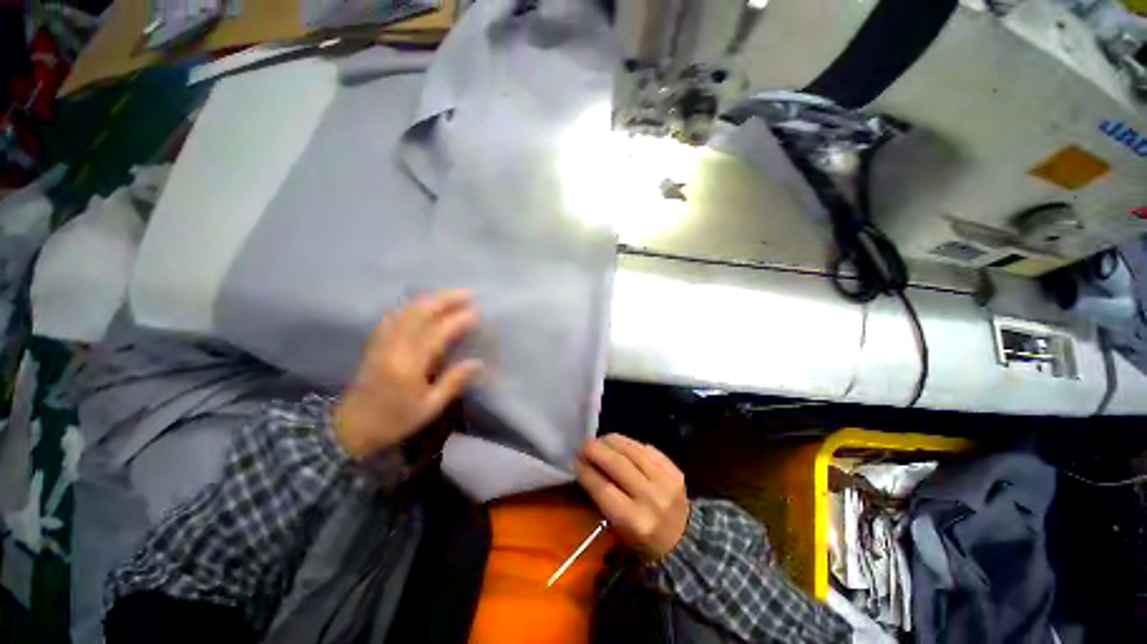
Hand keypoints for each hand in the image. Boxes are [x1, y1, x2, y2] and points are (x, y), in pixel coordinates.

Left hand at [334, 291, 481, 459]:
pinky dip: (412, 305)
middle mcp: (394, 347)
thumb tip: (478, 362)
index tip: (477, 313)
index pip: (437, 333)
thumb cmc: (394, 420)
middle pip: (419, 312)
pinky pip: (394, 315)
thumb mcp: (429, 408)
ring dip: (431, 298)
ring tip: (452, 295)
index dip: (458, 320)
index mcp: (409, 365)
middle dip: (445, 299)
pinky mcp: (375, 342)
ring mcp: (381, 341)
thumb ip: (453, 382)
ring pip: (406, 310)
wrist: (350, 428)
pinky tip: (423, 304)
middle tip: (468, 293)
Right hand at [575, 434, 689, 558]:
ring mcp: (665, 481)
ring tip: (599, 439)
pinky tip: (619, 442)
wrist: (686, 542)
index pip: (603, 488)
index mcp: (635, 521)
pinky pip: (647, 449)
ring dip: (612, 441)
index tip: (575, 460)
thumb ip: (604, 499)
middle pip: (617, 464)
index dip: (586, 470)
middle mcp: (651, 498)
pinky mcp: (674, 470)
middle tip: (583, 444)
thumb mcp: (620, 530)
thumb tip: (586, 467)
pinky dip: (630, 443)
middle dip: (596, 450)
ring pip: (632, 451)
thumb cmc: (645, 540)